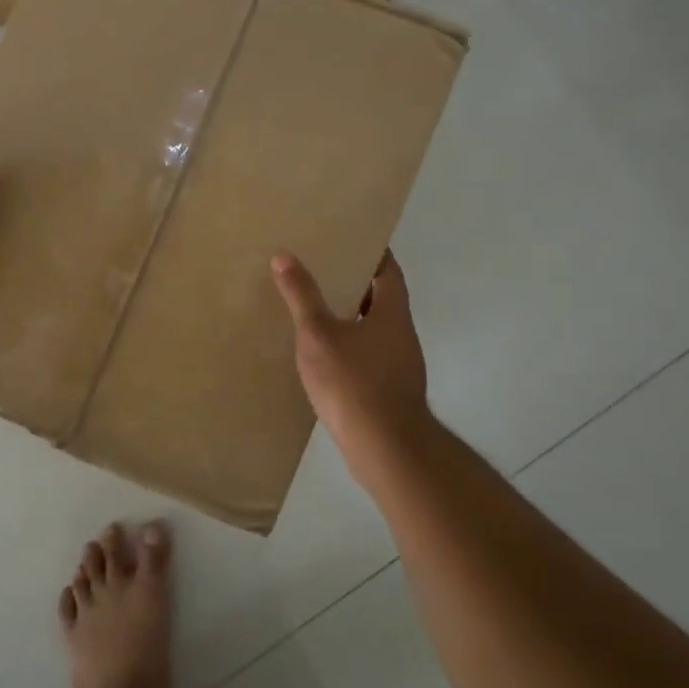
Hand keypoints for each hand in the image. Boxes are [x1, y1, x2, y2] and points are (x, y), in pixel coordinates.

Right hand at [272, 250, 432, 457]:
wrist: (385, 448)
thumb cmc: (353, 382)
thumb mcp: (318, 334)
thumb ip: (302, 296)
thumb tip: (284, 256)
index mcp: (393, 313)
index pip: (389, 271)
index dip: (373, 253)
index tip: (352, 239)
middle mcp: (403, 335)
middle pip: (383, 300)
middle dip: (357, 284)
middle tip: (323, 270)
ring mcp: (400, 366)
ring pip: (375, 330)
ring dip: (352, 318)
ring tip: (317, 309)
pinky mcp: (390, 392)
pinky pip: (370, 357)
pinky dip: (350, 347)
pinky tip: (325, 355)